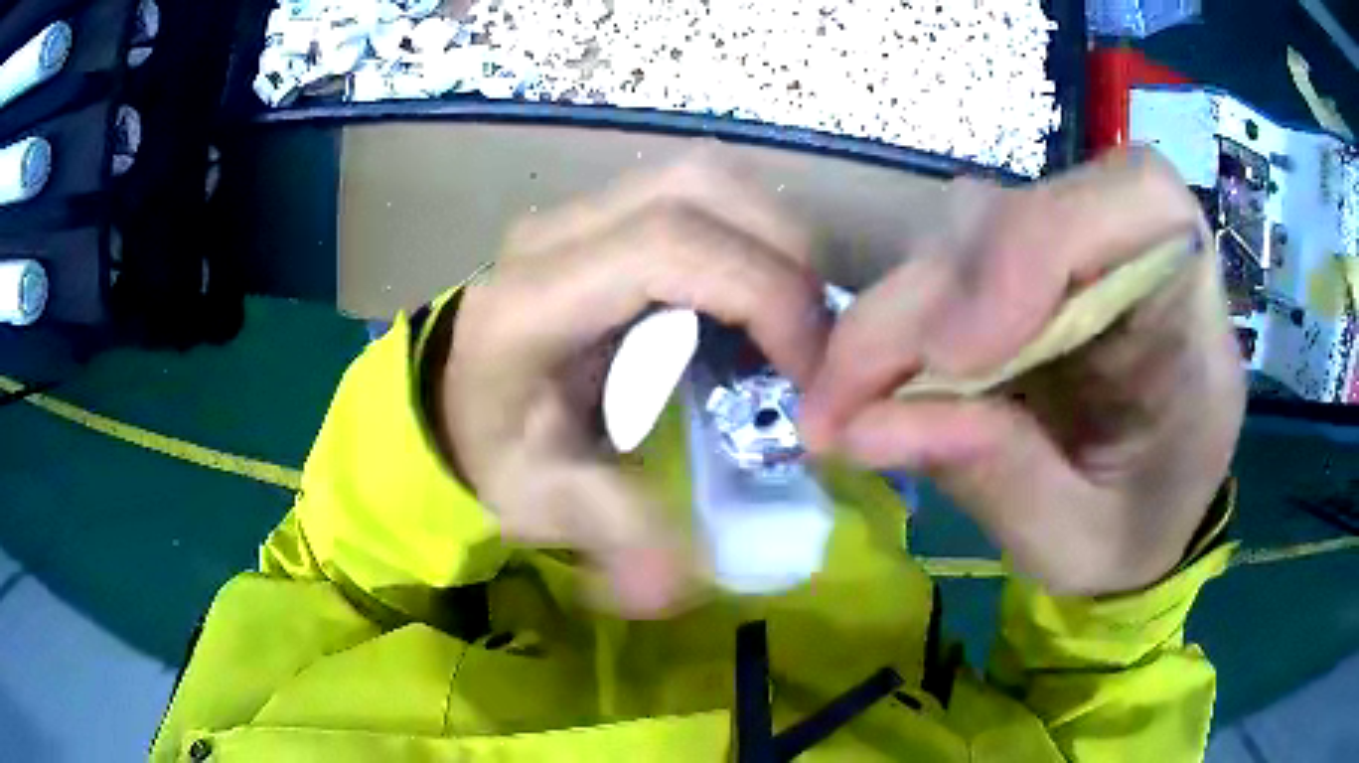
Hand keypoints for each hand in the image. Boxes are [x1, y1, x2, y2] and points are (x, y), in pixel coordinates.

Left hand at [441, 160, 827, 615]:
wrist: (455, 397)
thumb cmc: (493, 449)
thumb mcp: (541, 502)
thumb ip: (610, 536)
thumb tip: (678, 587)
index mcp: (532, 301)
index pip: (666, 245)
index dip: (761, 291)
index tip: (808, 369)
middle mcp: (554, 233)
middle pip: (697, 185)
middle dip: (783, 253)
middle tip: (814, 336)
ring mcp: (578, 210)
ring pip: (705, 177)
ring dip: (771, 236)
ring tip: (793, 313)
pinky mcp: (602, 213)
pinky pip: (697, 195)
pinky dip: (749, 234)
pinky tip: (756, 296)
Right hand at [800, 148, 1245, 595]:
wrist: (1137, 516)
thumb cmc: (1131, 533)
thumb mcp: (1075, 542)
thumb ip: (996, 478)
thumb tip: (862, 427)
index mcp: (1190, 313)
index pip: (1138, 201)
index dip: (1040, 243)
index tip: (958, 352)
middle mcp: (1135, 252)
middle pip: (1019, 213)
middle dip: (923, 304)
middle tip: (837, 405)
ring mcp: (1072, 247)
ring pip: (967, 228)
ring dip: (897, 313)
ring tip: (844, 404)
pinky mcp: (1023, 261)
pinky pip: (946, 259)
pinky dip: (897, 320)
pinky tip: (871, 382)